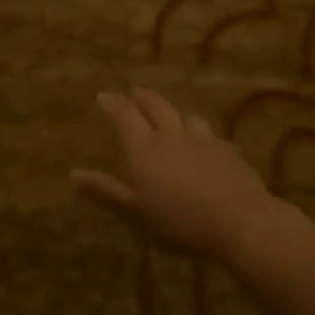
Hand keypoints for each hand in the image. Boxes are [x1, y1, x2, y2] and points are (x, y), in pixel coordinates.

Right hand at [74, 89, 277, 259]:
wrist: (241, 222)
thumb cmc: (180, 220)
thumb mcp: (136, 212)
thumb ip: (106, 191)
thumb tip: (73, 174)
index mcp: (144, 147)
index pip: (124, 114)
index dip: (112, 104)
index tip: (102, 96)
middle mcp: (171, 134)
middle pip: (155, 106)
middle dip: (142, 97)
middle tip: (134, 92)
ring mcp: (203, 140)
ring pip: (187, 117)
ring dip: (175, 114)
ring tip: (172, 118)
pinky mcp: (229, 151)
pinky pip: (212, 136)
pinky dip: (202, 136)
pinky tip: (207, 146)